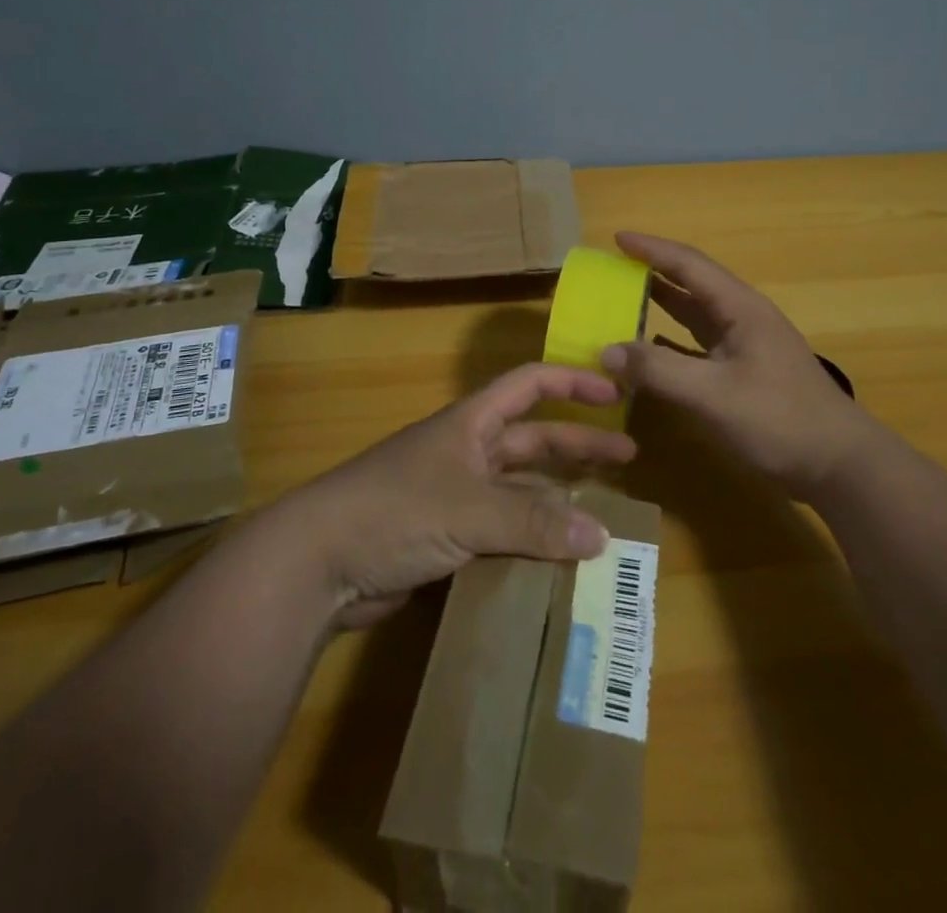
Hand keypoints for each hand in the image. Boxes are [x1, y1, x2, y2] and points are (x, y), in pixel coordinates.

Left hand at [282, 363, 637, 629]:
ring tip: (603, 518)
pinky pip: (502, 532)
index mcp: (472, 424)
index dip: (573, 384)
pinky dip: (531, 542)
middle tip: (628, 461)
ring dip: (558, 501)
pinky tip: (558, 562)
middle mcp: (467, 452)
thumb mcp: (469, 508)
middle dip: (579, 446)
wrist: (318, 562)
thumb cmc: (395, 509)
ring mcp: (455, 496)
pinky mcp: (445, 538)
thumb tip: (601, 535)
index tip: (616, 393)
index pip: (530, 385)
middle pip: (533, 440)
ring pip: (520, 491)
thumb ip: (534, 520)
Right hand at [601, 231, 869, 499]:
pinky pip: (697, 347)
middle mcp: (742, 319)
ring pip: (694, 316)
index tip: (617, 237)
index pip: (689, 265)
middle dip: (652, 272)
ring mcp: (744, 347)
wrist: (839, 466)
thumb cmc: (779, 420)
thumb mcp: (714, 394)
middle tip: (612, 269)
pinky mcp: (743, 375)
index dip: (651, 249)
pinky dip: (669, 343)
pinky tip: (649, 350)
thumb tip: (606, 352)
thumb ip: (658, 370)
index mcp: (740, 309)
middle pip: (691, 284)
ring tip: (622, 301)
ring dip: (660, 306)